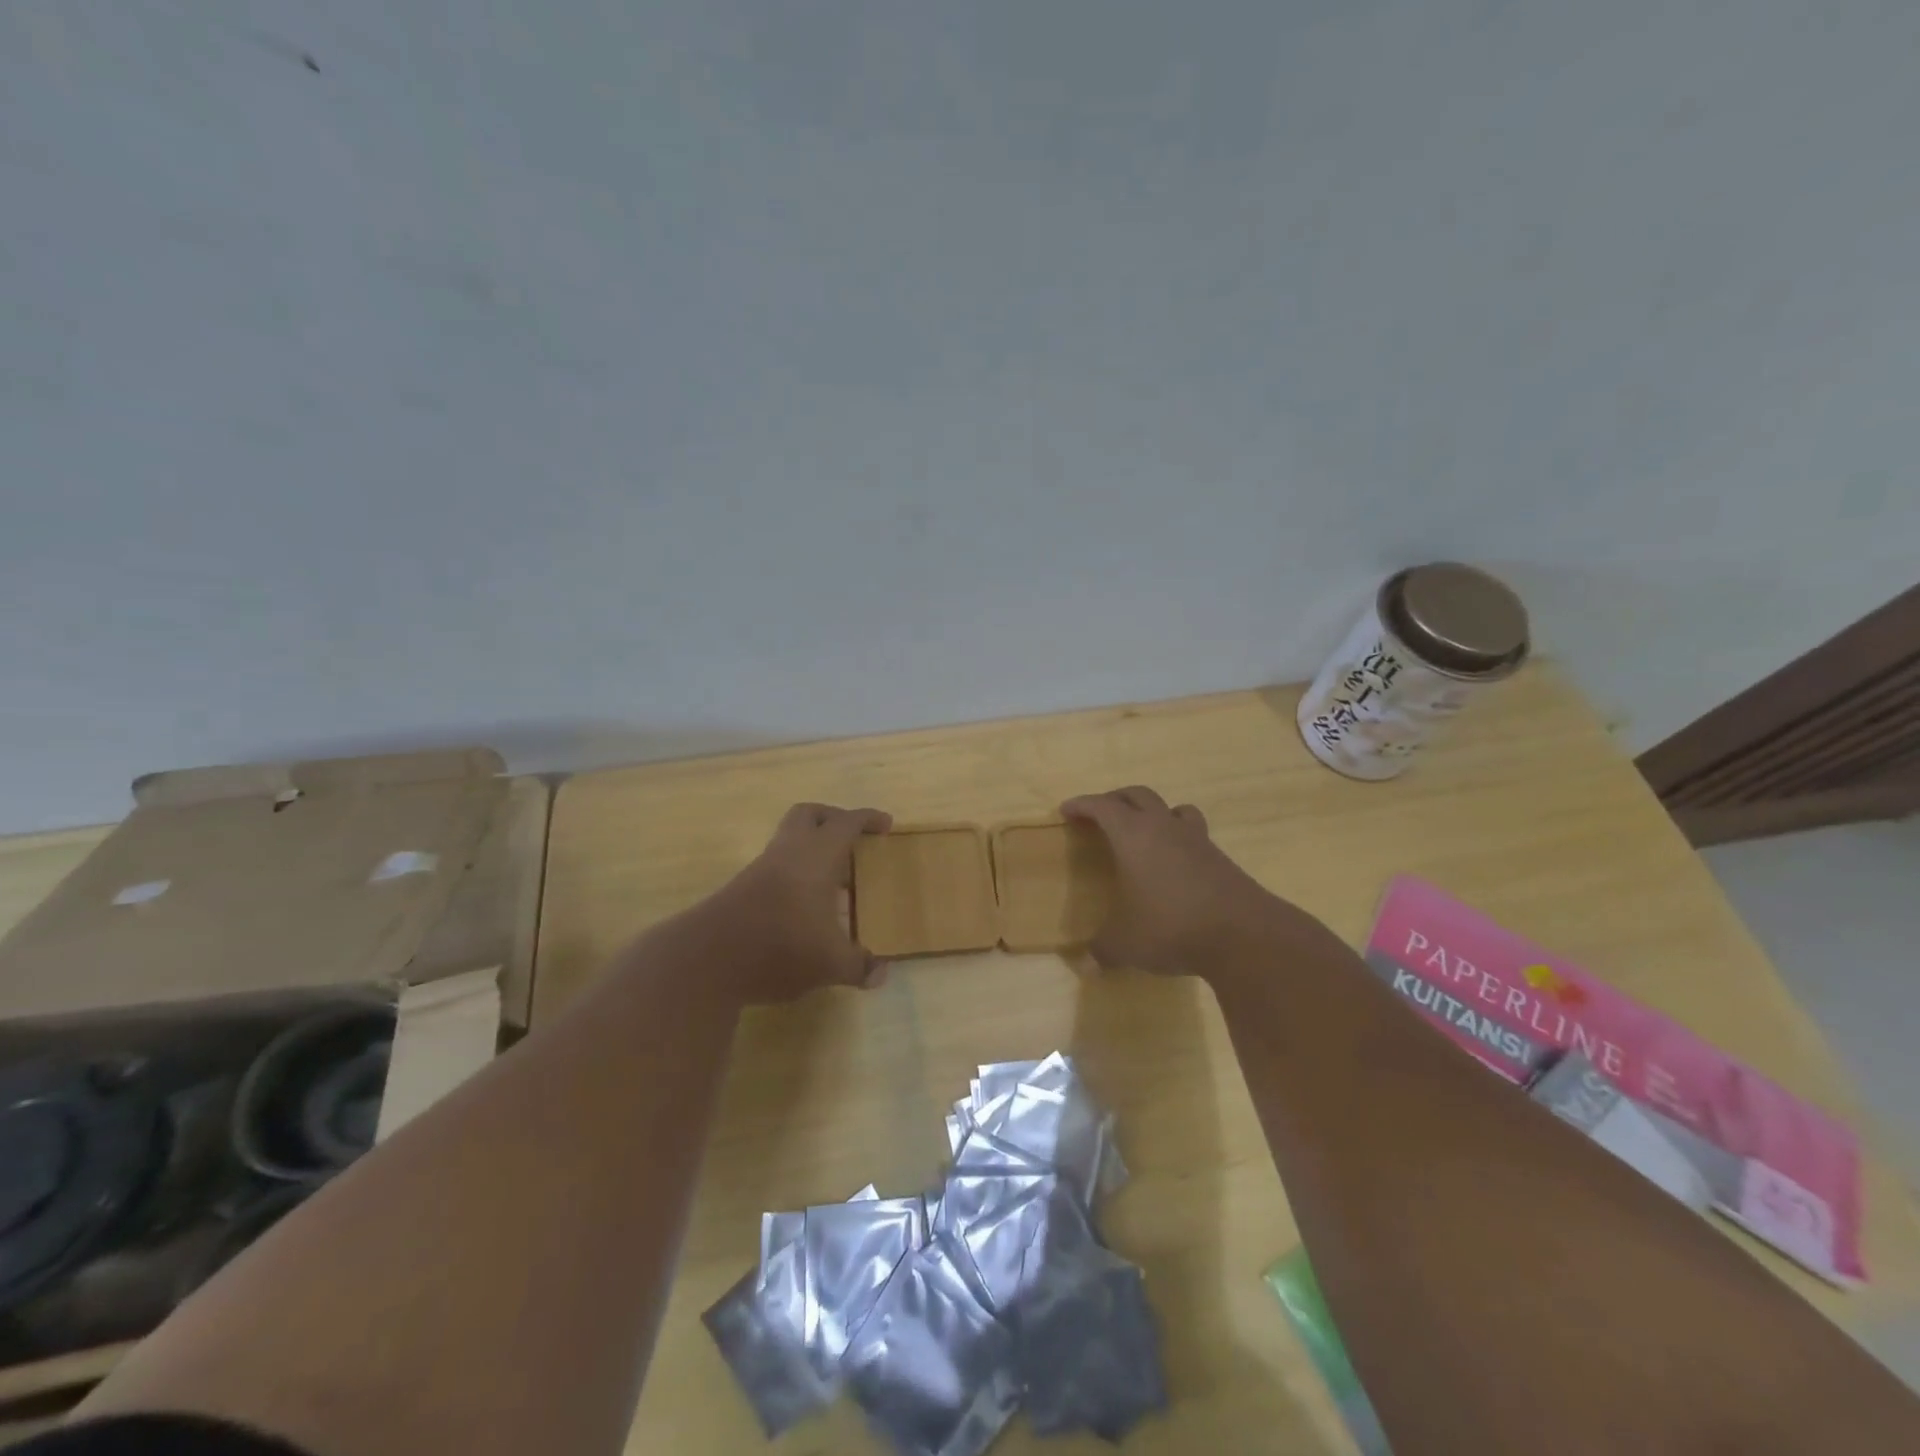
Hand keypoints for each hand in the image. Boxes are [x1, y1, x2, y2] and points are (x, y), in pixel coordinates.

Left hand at [698, 802, 892, 1003]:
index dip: (868, 819)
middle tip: (853, 837)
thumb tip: (882, 973)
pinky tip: (806, 903)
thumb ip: (859, 965)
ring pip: (788, 839)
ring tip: (834, 878)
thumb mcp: (830, 963)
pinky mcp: (742, 889)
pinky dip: (795, 872)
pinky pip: (776, 865)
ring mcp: (761, 869)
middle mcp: (788, 852)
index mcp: (816, 856)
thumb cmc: (780, 947)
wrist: (706, 960)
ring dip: (811, 848)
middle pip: (809, 815)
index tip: (885, 824)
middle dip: (833, 818)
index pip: (846, 823)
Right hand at [1061, 786, 1283, 975]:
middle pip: (1138, 795)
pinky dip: (1178, 839)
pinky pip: (1194, 835)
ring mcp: (1197, 840)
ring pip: (1173, 809)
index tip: (1067, 809)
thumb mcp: (1125, 944)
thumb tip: (1085, 966)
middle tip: (1101, 813)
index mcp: (1133, 835)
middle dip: (1116, 799)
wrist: (1243, 934)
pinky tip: (1174, 864)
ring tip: (1145, 830)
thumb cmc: (1170, 926)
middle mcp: (1164, 828)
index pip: (1102, 806)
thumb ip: (1102, 950)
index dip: (1083, 804)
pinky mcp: (1220, 859)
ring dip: (1154, 812)